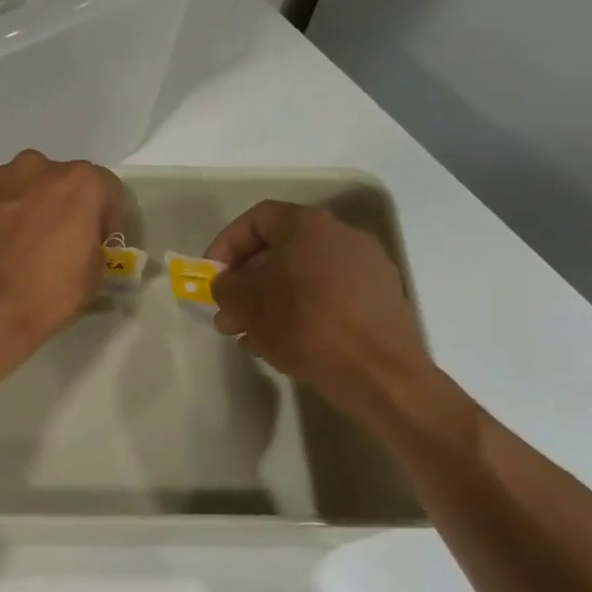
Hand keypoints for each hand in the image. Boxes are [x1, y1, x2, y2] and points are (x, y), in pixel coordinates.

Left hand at [0, 151, 123, 371]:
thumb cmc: (43, 298)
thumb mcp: (92, 277)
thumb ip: (90, 244)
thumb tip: (78, 242)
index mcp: (76, 183)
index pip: (103, 188)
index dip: (103, 217)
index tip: (95, 242)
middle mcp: (31, 167)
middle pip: (50, 181)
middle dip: (51, 206)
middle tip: (43, 243)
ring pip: (6, 186)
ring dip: (10, 208)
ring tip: (1, 248)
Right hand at [205, 200, 440, 427]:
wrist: (378, 371)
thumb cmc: (304, 325)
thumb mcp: (246, 305)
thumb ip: (225, 286)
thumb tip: (226, 283)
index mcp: (308, 226)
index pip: (257, 220)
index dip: (226, 245)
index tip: (211, 276)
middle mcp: (342, 236)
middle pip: (281, 250)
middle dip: (248, 281)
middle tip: (228, 313)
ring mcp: (366, 267)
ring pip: (304, 277)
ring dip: (272, 300)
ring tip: (251, 335)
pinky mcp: (380, 298)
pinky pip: (328, 296)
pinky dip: (302, 312)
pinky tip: (285, 343)